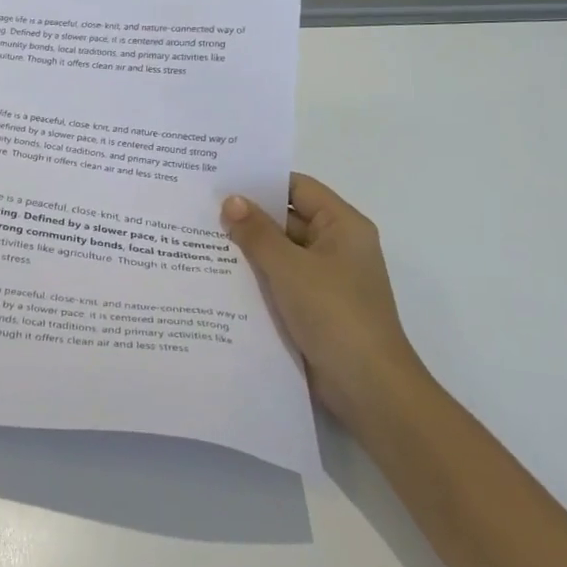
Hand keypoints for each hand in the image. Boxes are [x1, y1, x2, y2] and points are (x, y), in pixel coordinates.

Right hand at [221, 175, 423, 423]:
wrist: (368, 387)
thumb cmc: (335, 315)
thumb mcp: (290, 268)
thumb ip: (258, 232)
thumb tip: (231, 200)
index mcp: (343, 227)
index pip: (298, 188)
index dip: (262, 181)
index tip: (220, 179)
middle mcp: (337, 247)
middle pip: (287, 219)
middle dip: (247, 216)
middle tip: (199, 208)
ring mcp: (325, 279)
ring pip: (280, 252)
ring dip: (247, 249)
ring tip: (198, 239)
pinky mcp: (313, 307)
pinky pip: (279, 281)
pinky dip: (254, 277)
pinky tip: (217, 277)